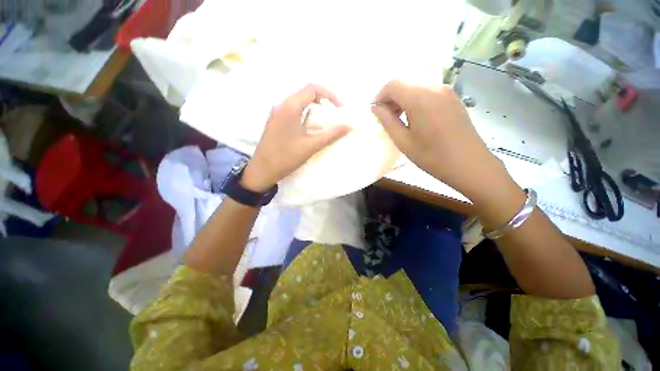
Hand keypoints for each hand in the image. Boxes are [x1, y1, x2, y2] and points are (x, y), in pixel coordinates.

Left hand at [241, 84, 350, 192]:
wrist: (262, 170)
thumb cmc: (286, 158)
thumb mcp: (311, 146)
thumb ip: (332, 134)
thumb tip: (350, 126)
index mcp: (290, 106)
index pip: (313, 88)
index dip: (330, 95)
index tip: (341, 109)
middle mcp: (282, 104)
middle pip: (306, 92)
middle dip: (324, 100)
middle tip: (335, 113)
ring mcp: (277, 112)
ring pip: (300, 100)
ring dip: (315, 107)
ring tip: (326, 120)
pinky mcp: (276, 120)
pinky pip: (294, 109)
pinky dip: (306, 113)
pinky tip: (311, 126)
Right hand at [371, 80, 510, 200]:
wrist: (469, 164)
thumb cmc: (432, 156)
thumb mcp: (404, 142)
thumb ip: (387, 121)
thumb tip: (375, 107)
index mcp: (420, 99)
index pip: (393, 84)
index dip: (379, 95)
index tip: (375, 111)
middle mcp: (434, 88)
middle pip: (405, 82)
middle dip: (390, 97)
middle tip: (385, 116)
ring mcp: (446, 91)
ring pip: (416, 86)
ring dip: (403, 98)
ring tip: (398, 118)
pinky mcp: (452, 97)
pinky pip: (428, 91)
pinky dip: (415, 99)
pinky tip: (415, 116)